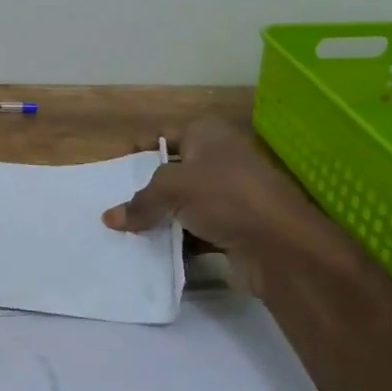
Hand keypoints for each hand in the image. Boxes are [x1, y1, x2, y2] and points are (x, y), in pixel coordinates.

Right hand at [101, 115, 322, 254]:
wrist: (281, 246)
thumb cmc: (226, 197)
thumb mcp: (172, 188)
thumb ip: (140, 202)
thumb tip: (110, 218)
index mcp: (209, 135)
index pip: (167, 135)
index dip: (142, 150)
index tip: (116, 172)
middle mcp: (219, 161)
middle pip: (172, 173)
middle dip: (146, 191)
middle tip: (116, 205)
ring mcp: (228, 197)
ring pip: (182, 206)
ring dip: (159, 220)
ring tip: (127, 233)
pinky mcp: (233, 230)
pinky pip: (194, 234)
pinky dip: (177, 243)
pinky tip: (152, 254)